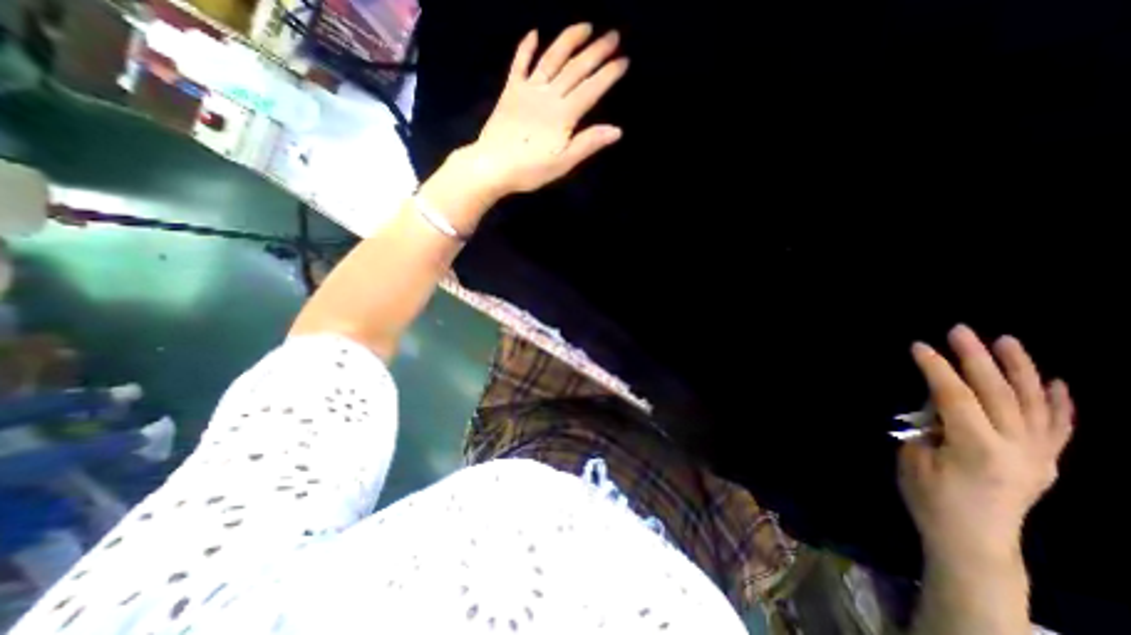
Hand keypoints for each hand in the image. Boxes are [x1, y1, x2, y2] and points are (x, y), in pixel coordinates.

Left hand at [461, 23, 631, 196]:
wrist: (492, 166)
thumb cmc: (530, 170)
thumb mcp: (563, 163)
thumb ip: (588, 144)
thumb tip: (617, 130)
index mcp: (564, 114)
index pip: (591, 89)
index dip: (609, 74)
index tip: (624, 60)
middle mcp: (549, 95)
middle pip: (576, 68)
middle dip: (596, 51)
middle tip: (613, 35)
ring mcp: (528, 90)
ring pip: (552, 58)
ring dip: (569, 40)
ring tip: (585, 26)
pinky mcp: (511, 91)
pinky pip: (520, 64)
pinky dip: (526, 48)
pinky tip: (534, 33)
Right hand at [898, 325, 1070, 561]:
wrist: (974, 542)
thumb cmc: (931, 499)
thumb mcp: (914, 459)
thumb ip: (928, 426)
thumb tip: (936, 404)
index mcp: (977, 449)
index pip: (955, 397)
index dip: (936, 369)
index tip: (919, 345)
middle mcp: (1017, 448)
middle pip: (998, 393)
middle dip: (976, 358)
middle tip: (961, 330)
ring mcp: (1039, 456)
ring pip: (1034, 403)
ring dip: (1020, 369)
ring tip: (1007, 341)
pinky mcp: (1046, 462)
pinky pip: (1059, 427)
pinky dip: (1058, 402)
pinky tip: (1054, 381)